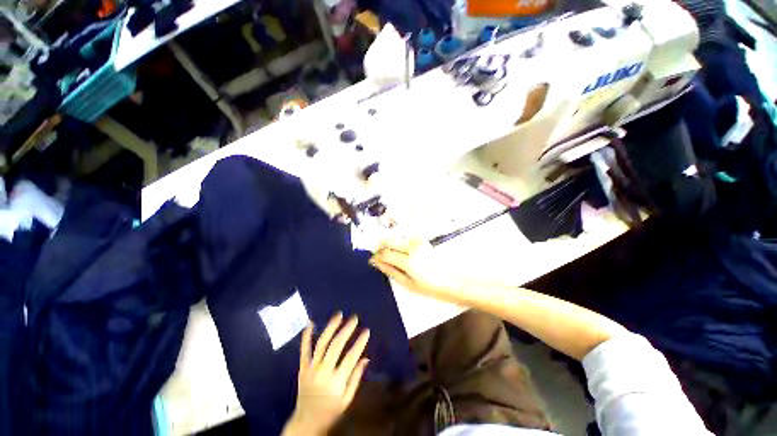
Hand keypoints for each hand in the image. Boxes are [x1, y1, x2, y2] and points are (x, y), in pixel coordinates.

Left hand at [282, 313, 369, 435]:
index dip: (359, 343)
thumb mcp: (347, 400)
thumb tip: (366, 358)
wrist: (305, 423)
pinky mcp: (302, 368)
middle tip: (354, 318)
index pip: (350, 357)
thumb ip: (355, 378)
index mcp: (336, 382)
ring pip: (322, 344)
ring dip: (331, 327)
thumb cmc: (330, 412)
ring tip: (339, 315)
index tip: (366, 331)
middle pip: (336, 346)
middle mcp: (323, 373)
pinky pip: (304, 350)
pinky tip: (310, 323)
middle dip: (347, 330)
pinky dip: (306, 336)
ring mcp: (311, 369)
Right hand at [369, 240, 469, 300]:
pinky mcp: (422, 240)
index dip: (376, 256)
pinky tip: (399, 253)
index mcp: (409, 261)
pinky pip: (404, 238)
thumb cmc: (431, 287)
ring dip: (389, 245)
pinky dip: (398, 244)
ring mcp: (418, 242)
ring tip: (388, 256)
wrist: (453, 280)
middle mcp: (412, 247)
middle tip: (378, 257)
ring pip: (396, 238)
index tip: (372, 260)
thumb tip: (377, 263)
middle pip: (389, 241)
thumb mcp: (408, 283)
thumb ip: (391, 271)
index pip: (385, 253)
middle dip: (380, 247)